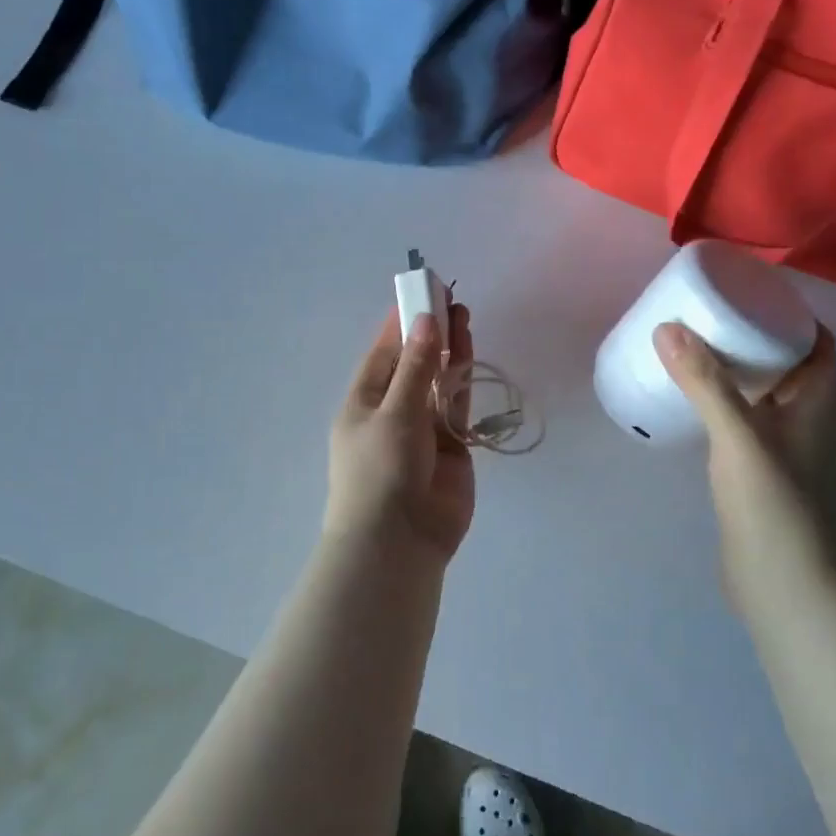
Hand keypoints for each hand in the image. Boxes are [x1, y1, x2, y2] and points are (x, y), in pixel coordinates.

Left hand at [328, 305, 475, 558]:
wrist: (400, 542)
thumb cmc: (381, 471)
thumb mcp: (394, 413)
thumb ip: (416, 367)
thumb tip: (425, 320)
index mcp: (364, 402)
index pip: (383, 353)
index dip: (401, 324)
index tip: (420, 293)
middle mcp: (392, 411)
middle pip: (414, 363)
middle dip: (430, 333)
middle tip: (450, 298)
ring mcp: (423, 430)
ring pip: (438, 381)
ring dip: (450, 352)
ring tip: (464, 315)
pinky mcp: (451, 447)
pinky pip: (457, 407)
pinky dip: (464, 382)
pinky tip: (472, 354)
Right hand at [655, 323, 835, 616]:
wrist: (784, 584)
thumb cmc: (773, 503)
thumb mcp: (737, 435)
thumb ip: (705, 382)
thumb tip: (668, 328)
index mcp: (822, 402)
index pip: (818, 341)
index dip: (789, 314)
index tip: (745, 295)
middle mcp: (814, 419)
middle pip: (791, 363)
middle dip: (755, 337)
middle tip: (709, 317)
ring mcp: (793, 448)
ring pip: (770, 393)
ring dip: (741, 371)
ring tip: (696, 351)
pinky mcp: (770, 471)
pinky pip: (752, 420)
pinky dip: (731, 402)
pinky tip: (697, 403)